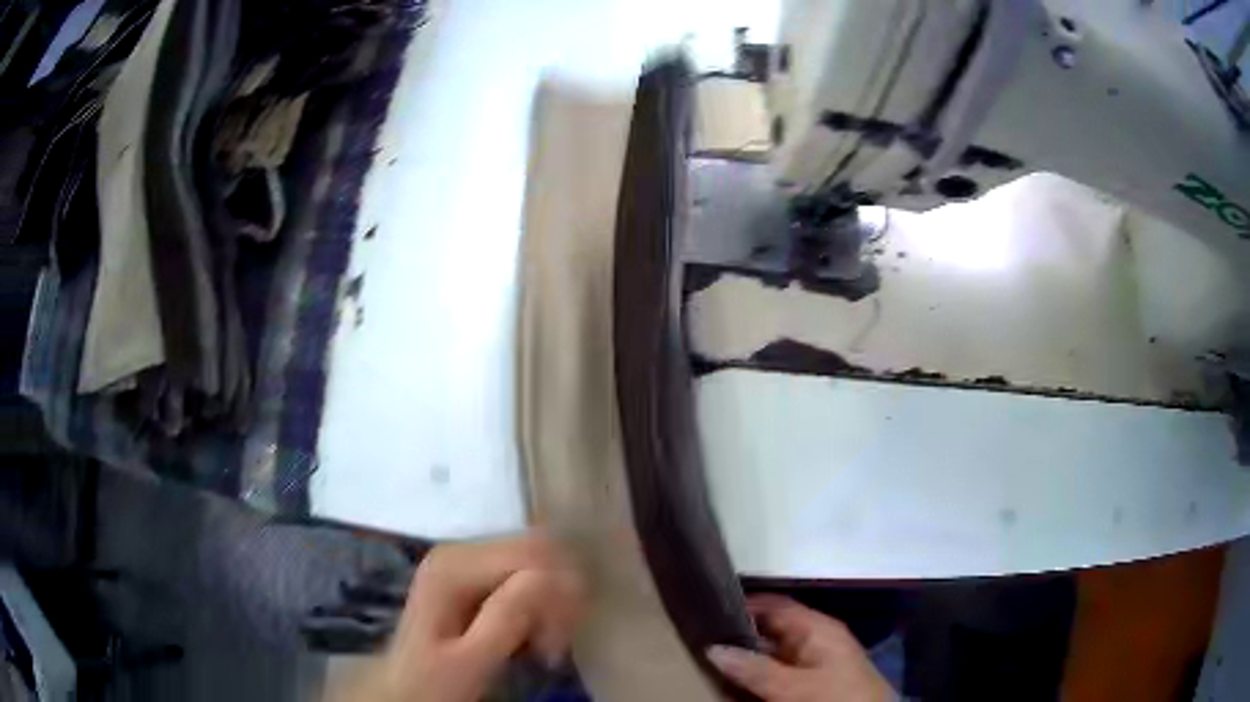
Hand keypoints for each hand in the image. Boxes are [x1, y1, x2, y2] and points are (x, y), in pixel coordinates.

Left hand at [336, 531, 583, 701]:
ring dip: (552, 603)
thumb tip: (549, 576)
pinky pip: (525, 576)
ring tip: (544, 643)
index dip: (559, 592)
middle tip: (553, 644)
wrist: (405, 691)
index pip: (533, 553)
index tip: (555, 641)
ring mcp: (466, 562)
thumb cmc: (435, 682)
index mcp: (455, 566)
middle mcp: (460, 551)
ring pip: (537, 562)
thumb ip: (506, 617)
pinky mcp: (474, 577)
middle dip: (557, 597)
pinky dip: (540, 605)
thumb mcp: (470, 660)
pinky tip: (534, 635)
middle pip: (537, 551)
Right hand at [707, 595, 894, 701]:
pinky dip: (756, 675)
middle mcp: (815, 639)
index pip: (774, 605)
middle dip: (738, 635)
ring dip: (745, 658)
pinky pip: (777, 672)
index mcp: (816, 628)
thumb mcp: (792, 686)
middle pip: (770, 629)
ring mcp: (814, 662)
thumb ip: (754, 669)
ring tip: (707, 659)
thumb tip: (714, 648)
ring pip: (771, 653)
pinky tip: (735, 682)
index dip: (742, 603)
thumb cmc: (836, 697)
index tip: (706, 609)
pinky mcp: (812, 682)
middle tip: (698, 639)